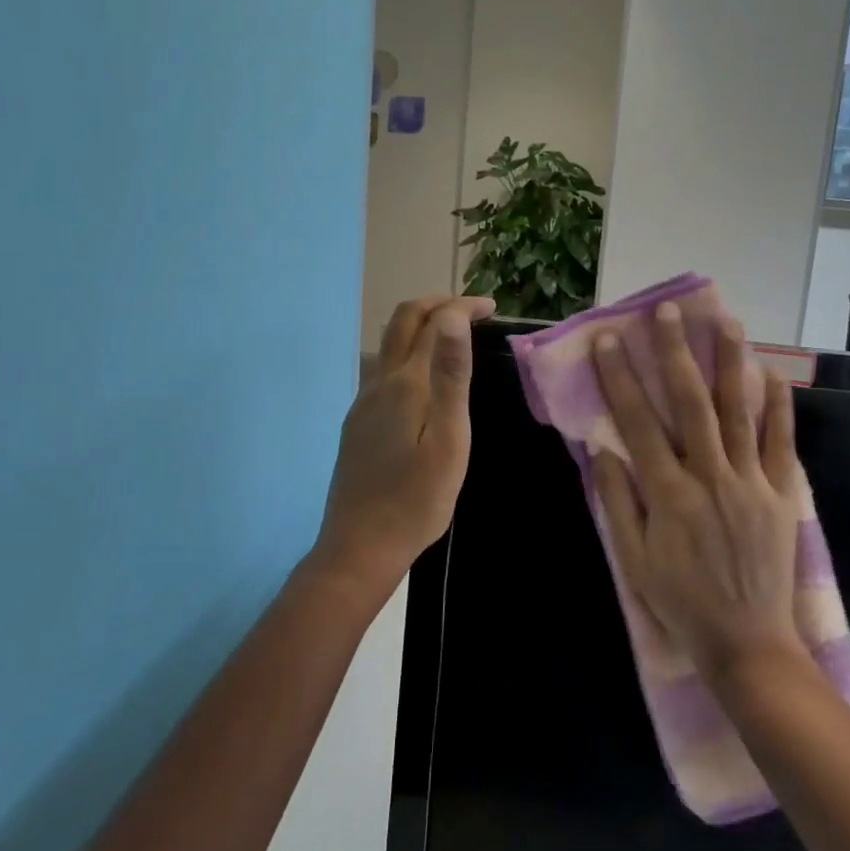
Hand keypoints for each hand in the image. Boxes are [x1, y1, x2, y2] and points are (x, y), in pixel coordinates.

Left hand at [313, 294, 496, 593]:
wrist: (360, 547)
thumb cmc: (417, 499)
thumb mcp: (448, 439)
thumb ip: (450, 375)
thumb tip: (451, 316)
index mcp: (405, 384)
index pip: (433, 322)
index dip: (462, 306)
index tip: (491, 308)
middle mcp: (379, 383)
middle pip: (402, 322)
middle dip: (436, 303)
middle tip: (472, 310)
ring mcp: (364, 403)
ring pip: (390, 345)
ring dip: (421, 326)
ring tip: (454, 337)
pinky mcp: (358, 423)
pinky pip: (384, 370)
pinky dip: (409, 353)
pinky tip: (426, 380)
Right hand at [590, 303, 807, 681]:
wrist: (747, 644)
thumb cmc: (681, 602)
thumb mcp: (633, 559)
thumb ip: (618, 500)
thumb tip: (602, 446)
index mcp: (668, 495)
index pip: (638, 423)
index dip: (621, 379)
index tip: (611, 340)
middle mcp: (710, 477)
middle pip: (690, 403)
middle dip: (675, 353)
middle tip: (666, 313)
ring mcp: (751, 483)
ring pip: (739, 412)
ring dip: (730, 363)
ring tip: (726, 322)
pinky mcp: (781, 494)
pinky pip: (781, 443)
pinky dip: (778, 406)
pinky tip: (774, 373)